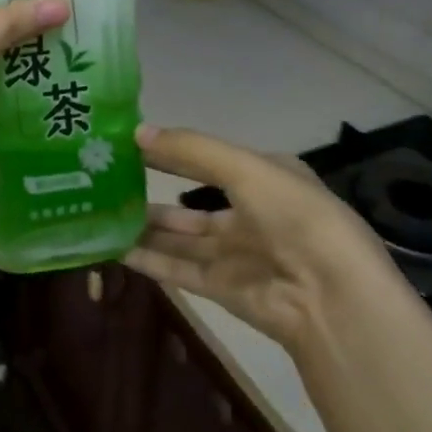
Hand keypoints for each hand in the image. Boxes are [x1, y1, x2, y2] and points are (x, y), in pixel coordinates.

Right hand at [127, 125, 392, 352]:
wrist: (331, 299)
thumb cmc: (295, 217)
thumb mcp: (245, 168)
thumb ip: (191, 150)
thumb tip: (136, 132)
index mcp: (265, 177)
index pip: (208, 158)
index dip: (171, 151)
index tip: (128, 144)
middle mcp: (250, 213)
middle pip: (190, 201)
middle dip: (152, 190)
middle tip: (105, 181)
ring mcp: (235, 253)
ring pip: (179, 236)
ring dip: (143, 226)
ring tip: (100, 213)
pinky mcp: (222, 288)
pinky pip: (177, 267)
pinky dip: (147, 258)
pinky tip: (114, 247)